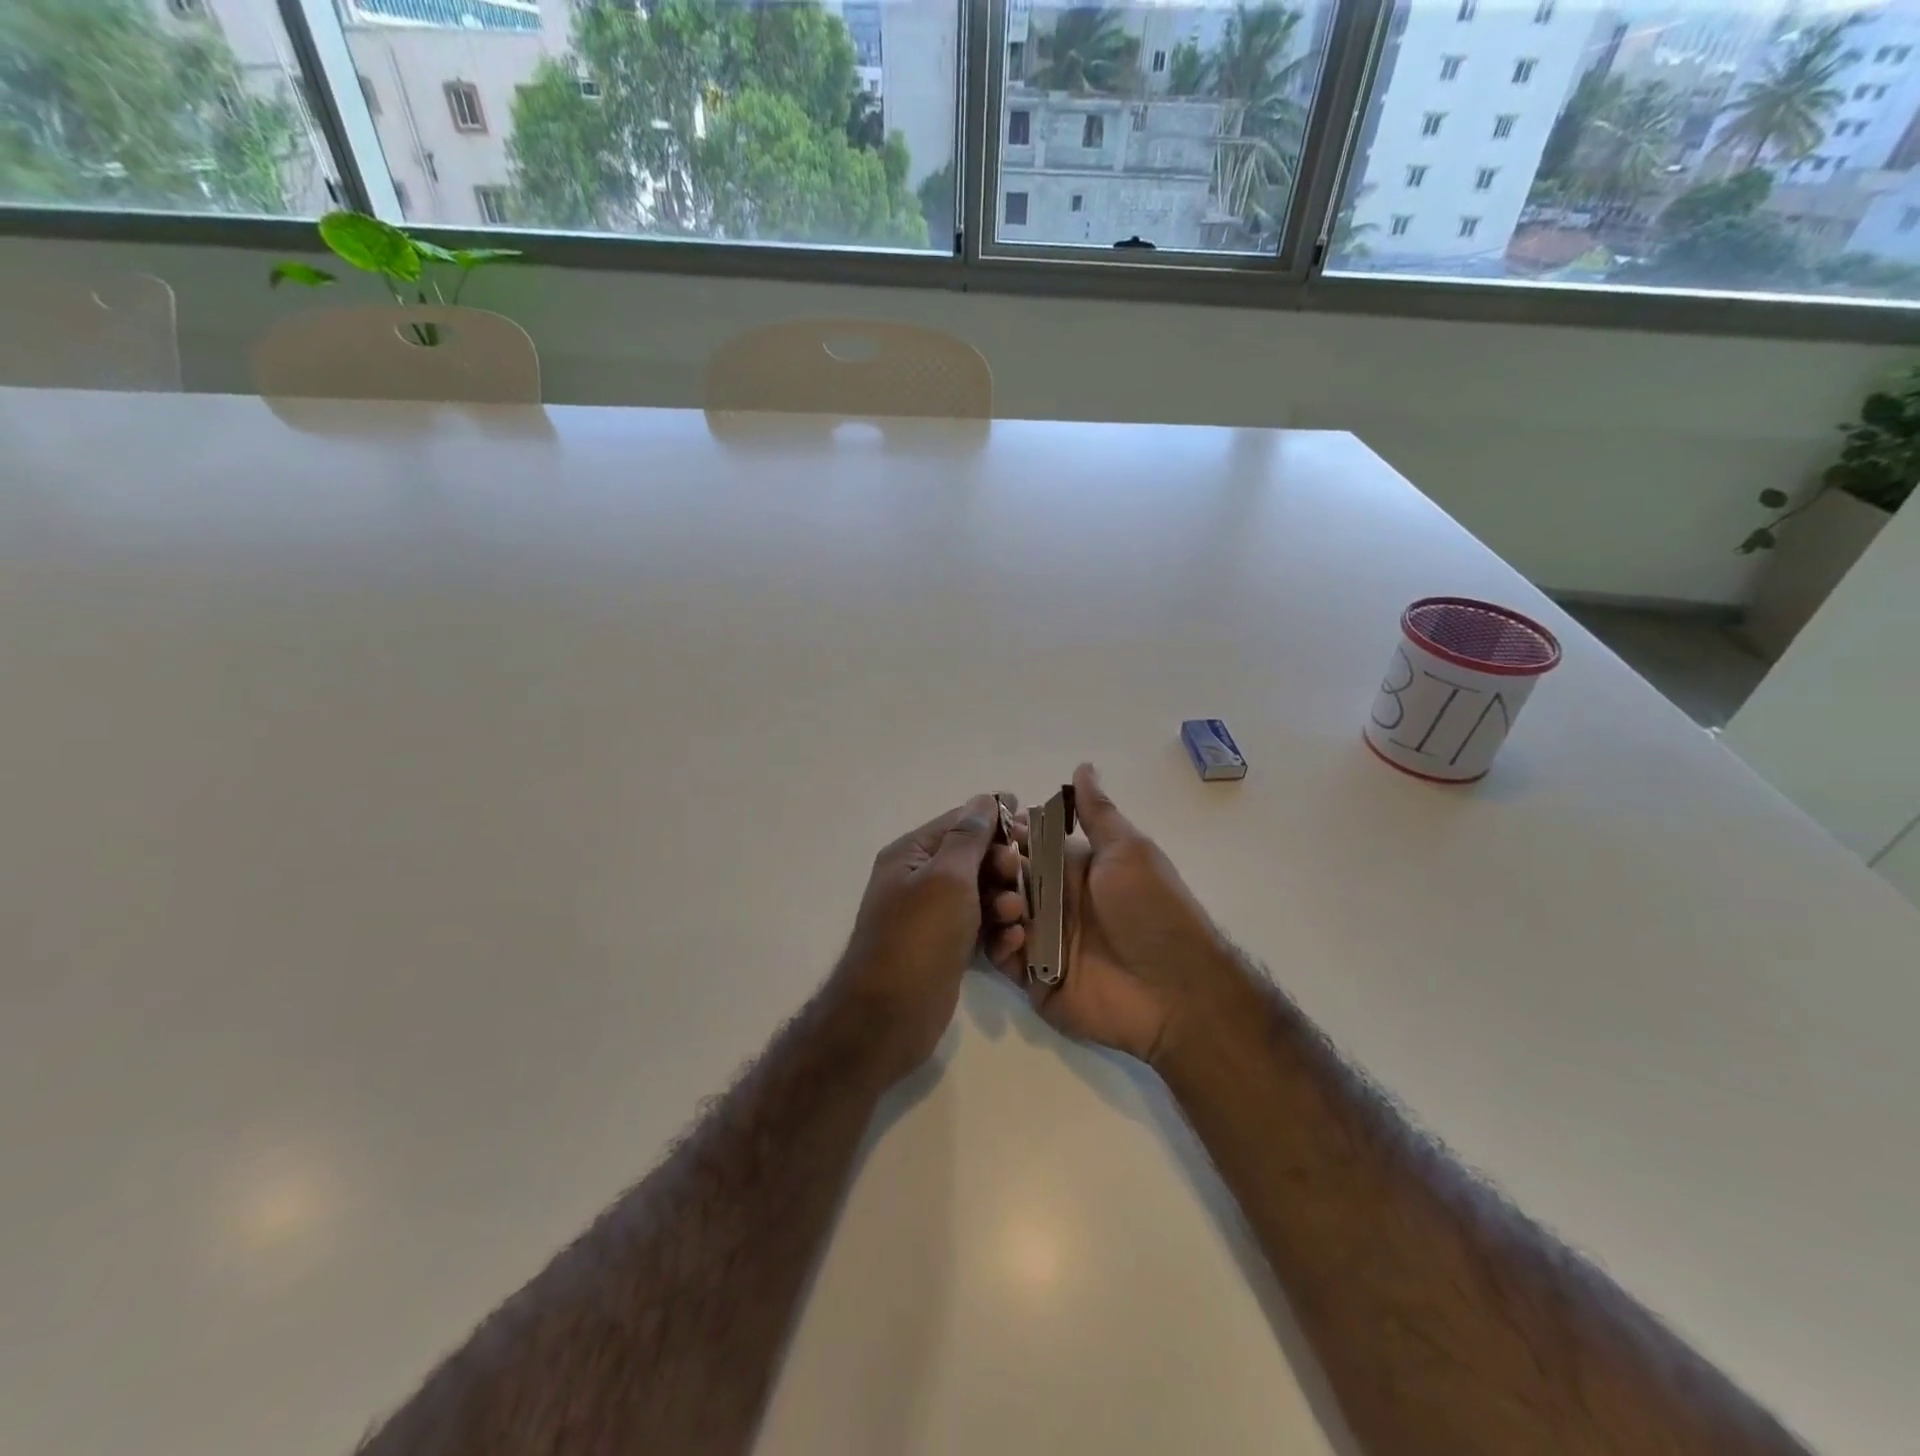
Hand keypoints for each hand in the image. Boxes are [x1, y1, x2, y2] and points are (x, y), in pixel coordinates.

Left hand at [830, 794, 1028, 1082]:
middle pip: (974, 857)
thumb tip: (984, 799)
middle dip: (1003, 865)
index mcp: (912, 853)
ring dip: (1005, 900)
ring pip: (982, 894)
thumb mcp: (947, 876)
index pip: (960, 822)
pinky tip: (1011, 942)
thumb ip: (969, 836)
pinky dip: (997, 931)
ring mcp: (932, 916)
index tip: (1030, 827)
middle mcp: (920, 879)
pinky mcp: (946, 947)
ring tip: (1014, 916)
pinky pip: (980, 926)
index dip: (995, 821)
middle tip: (1020, 876)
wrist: (889, 1016)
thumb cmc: (918, 936)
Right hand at [998, 765, 1242, 1066]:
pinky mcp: (1033, 977)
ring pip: (995, 914)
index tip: (986, 824)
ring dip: (994, 904)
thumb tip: (1083, 766)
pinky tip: (1018, 937)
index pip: (1026, 844)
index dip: (1006, 834)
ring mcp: (1041, 940)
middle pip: (1004, 878)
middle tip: (999, 868)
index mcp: (1071, 869)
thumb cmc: (1152, 911)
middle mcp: (1052, 901)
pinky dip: (999, 943)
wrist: (1176, 991)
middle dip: (992, 868)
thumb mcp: (1129, 851)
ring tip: (1014, 908)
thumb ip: (1097, 813)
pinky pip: (1001, 956)